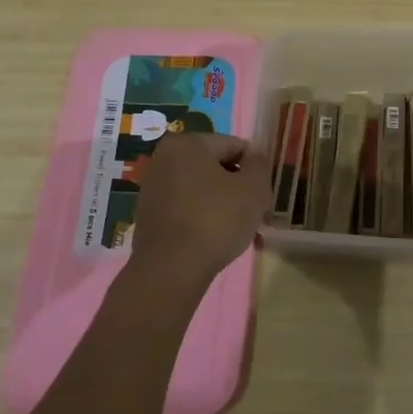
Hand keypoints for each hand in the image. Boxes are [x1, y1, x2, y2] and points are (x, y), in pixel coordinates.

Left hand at [126, 133, 272, 289]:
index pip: (234, 146)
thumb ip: (260, 164)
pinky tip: (218, 240)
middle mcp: (164, 159)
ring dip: (223, 205)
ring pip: (202, 190)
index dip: (255, 168)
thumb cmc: (216, 219)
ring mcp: (152, 188)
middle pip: (216, 168)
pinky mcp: (148, 216)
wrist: (171, 269)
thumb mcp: (253, 188)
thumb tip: (255, 156)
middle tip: (256, 213)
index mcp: (187, 143)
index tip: (264, 193)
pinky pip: (186, 208)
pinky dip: (204, 218)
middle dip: (238, 188)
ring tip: (241, 231)